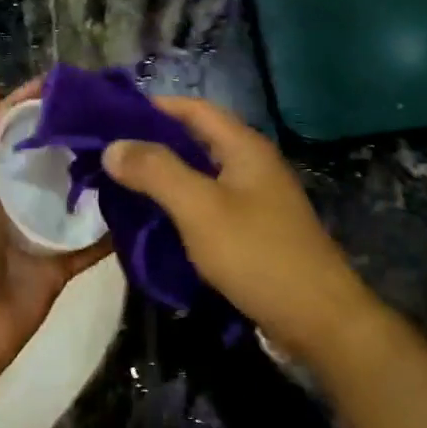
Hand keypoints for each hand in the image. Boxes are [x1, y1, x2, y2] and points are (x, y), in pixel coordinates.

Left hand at [0, 76, 110, 385]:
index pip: (11, 127)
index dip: (36, 102)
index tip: (76, 82)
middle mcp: (11, 199)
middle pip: (47, 158)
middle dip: (76, 136)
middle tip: (121, 113)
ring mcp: (36, 232)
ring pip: (72, 197)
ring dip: (97, 177)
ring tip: (139, 148)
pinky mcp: (59, 264)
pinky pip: (90, 242)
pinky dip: (112, 229)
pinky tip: (143, 204)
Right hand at [102, 98, 375, 366]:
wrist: (319, 320)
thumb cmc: (257, 254)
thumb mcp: (200, 208)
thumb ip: (156, 171)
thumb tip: (113, 145)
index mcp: (243, 147)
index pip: (192, 108)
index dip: (152, 107)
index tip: (110, 118)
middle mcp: (251, 165)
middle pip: (195, 140)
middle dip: (152, 145)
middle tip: (107, 157)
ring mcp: (255, 199)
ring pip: (199, 176)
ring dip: (163, 178)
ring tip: (120, 188)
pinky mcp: (253, 231)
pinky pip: (207, 206)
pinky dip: (179, 206)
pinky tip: (153, 222)